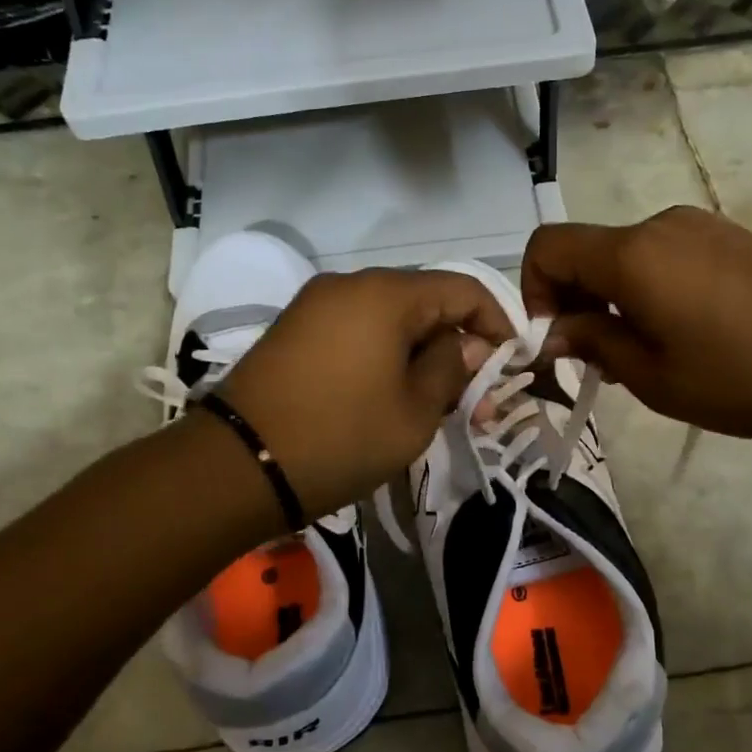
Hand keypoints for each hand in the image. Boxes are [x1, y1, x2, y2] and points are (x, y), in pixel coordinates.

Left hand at [216, 268, 510, 517]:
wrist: (239, 465)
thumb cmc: (341, 437)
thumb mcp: (414, 413)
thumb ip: (451, 370)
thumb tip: (467, 346)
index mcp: (386, 294)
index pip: (463, 289)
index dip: (496, 323)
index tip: (511, 364)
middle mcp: (349, 285)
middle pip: (425, 303)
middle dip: (457, 347)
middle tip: (476, 400)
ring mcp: (315, 306)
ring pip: (390, 321)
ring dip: (421, 356)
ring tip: (436, 405)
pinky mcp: (294, 331)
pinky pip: (357, 332)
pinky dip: (385, 357)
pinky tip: (392, 396)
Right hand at [522, 207, 751, 443]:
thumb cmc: (743, 378)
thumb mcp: (652, 375)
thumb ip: (591, 342)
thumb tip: (553, 331)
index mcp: (632, 254)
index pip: (547, 247)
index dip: (532, 292)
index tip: (556, 341)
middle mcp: (659, 224)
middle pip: (587, 251)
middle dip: (574, 301)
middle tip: (597, 361)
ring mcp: (700, 226)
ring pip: (626, 256)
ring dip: (613, 298)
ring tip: (645, 353)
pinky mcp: (730, 238)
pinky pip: (665, 256)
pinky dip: (649, 289)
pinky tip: (684, 333)